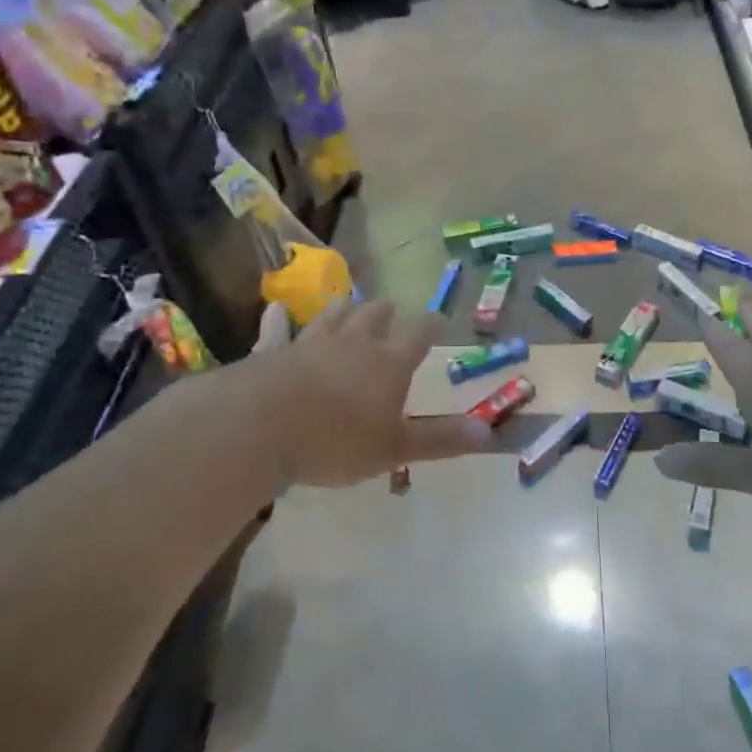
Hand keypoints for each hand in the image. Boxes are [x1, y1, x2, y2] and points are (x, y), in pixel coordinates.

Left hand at [255, 299, 492, 487]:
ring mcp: (310, 343)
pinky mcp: (272, 351)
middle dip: (385, 313)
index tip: (438, 319)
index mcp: (388, 364)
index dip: (430, 326)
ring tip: (349, 303)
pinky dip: (278, 320)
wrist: (262, 427)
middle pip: (374, 318)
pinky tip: (276, 309)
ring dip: (343, 309)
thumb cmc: (337, 441)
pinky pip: (277, 330)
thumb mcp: (395, 448)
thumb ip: (440, 439)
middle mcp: (353, 344)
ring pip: (332, 316)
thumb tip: (489, 434)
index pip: (418, 335)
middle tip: (390, 308)